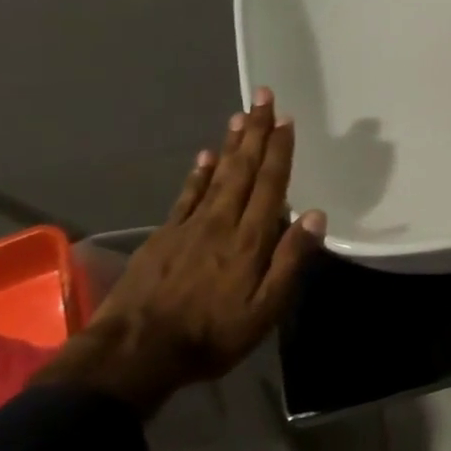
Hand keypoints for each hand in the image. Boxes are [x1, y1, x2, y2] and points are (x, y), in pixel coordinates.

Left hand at [68, 89, 325, 414]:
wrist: (136, 352)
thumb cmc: (211, 335)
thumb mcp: (264, 310)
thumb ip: (290, 261)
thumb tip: (315, 216)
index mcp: (250, 240)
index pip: (270, 185)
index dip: (279, 151)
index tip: (286, 120)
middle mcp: (221, 222)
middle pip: (243, 169)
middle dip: (256, 132)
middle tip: (263, 98)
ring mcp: (189, 227)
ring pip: (217, 175)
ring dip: (232, 144)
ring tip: (240, 116)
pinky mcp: (165, 236)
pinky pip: (187, 195)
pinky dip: (199, 173)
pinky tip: (206, 156)